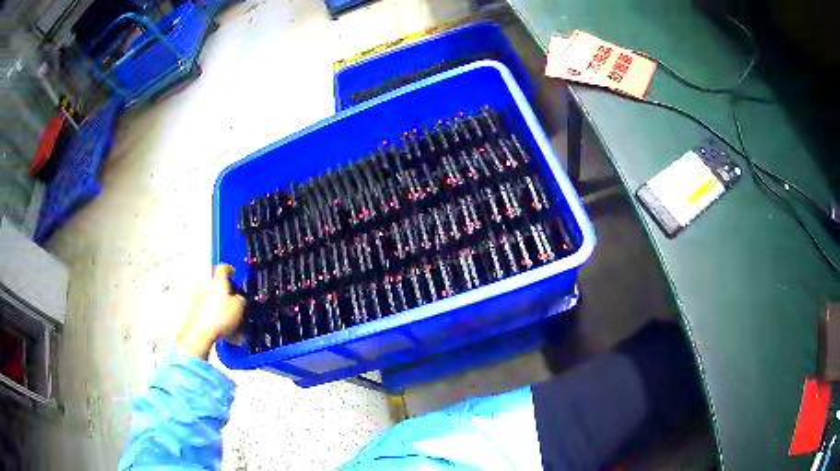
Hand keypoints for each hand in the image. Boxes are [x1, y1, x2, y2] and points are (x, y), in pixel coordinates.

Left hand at [177, 264, 245, 358]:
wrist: (200, 332)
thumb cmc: (219, 317)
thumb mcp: (239, 306)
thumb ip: (241, 299)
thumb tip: (240, 299)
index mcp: (217, 281)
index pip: (223, 268)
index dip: (230, 269)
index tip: (234, 273)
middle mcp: (206, 286)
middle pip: (217, 285)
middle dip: (226, 294)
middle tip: (234, 303)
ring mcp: (198, 298)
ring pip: (213, 300)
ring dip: (221, 308)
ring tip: (231, 323)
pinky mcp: (195, 311)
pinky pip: (208, 312)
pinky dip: (215, 318)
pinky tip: (223, 331)